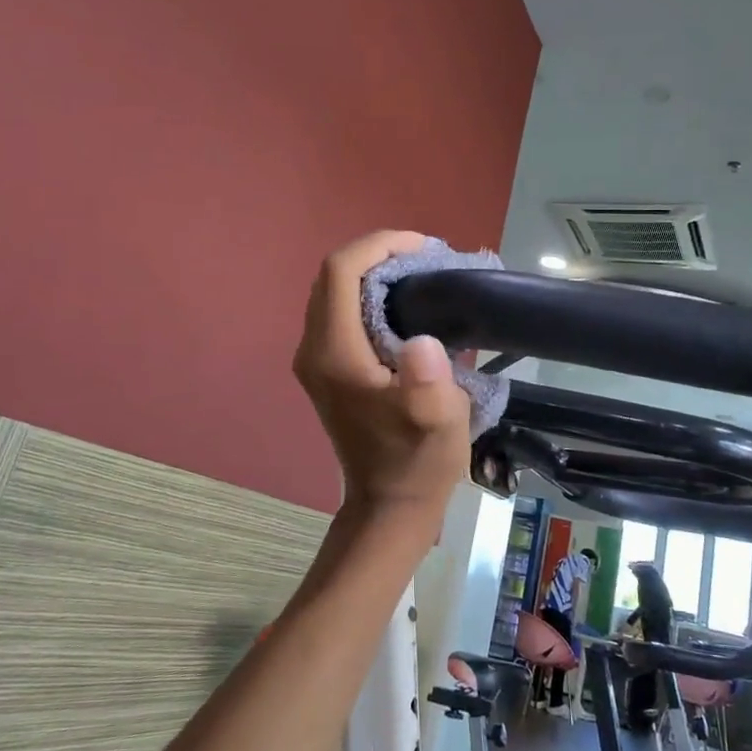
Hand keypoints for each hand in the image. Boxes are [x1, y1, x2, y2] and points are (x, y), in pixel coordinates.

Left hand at [293, 231, 473, 540]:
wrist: (389, 504)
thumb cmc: (416, 461)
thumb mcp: (437, 423)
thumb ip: (428, 383)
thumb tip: (423, 343)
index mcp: (334, 353)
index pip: (340, 272)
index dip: (379, 246)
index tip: (423, 248)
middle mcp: (314, 349)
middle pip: (332, 275)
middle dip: (377, 254)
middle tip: (425, 260)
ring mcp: (315, 359)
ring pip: (333, 291)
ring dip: (372, 272)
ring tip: (419, 275)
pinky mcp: (325, 368)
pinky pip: (338, 311)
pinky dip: (367, 293)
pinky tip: (403, 304)